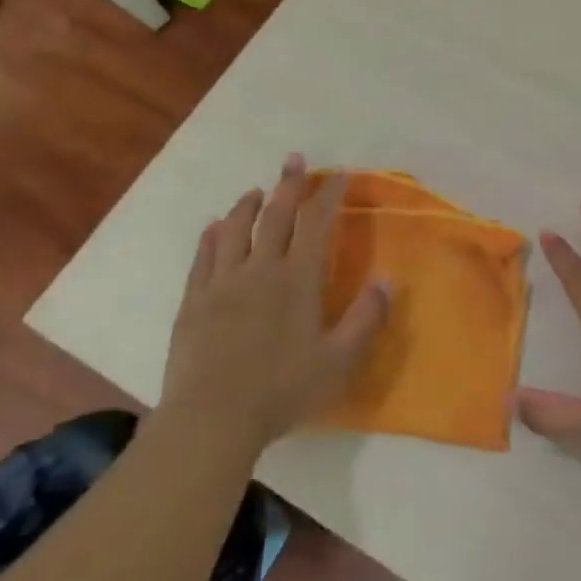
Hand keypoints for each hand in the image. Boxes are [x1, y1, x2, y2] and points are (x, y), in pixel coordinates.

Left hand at [159, 154, 389, 451]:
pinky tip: (214, 228)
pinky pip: (203, 257)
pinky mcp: (193, 301)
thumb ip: (366, 318)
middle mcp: (259, 270)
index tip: (339, 174)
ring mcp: (221, 283)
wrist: (211, 420)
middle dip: (289, 185)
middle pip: (275, 216)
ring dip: (247, 206)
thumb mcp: (339, 361)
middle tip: (294, 160)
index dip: (329, 195)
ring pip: (234, 230)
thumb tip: (387, 280)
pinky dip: (211, 236)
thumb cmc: (283, 390)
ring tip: (256, 192)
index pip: (316, 224)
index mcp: (297, 280)